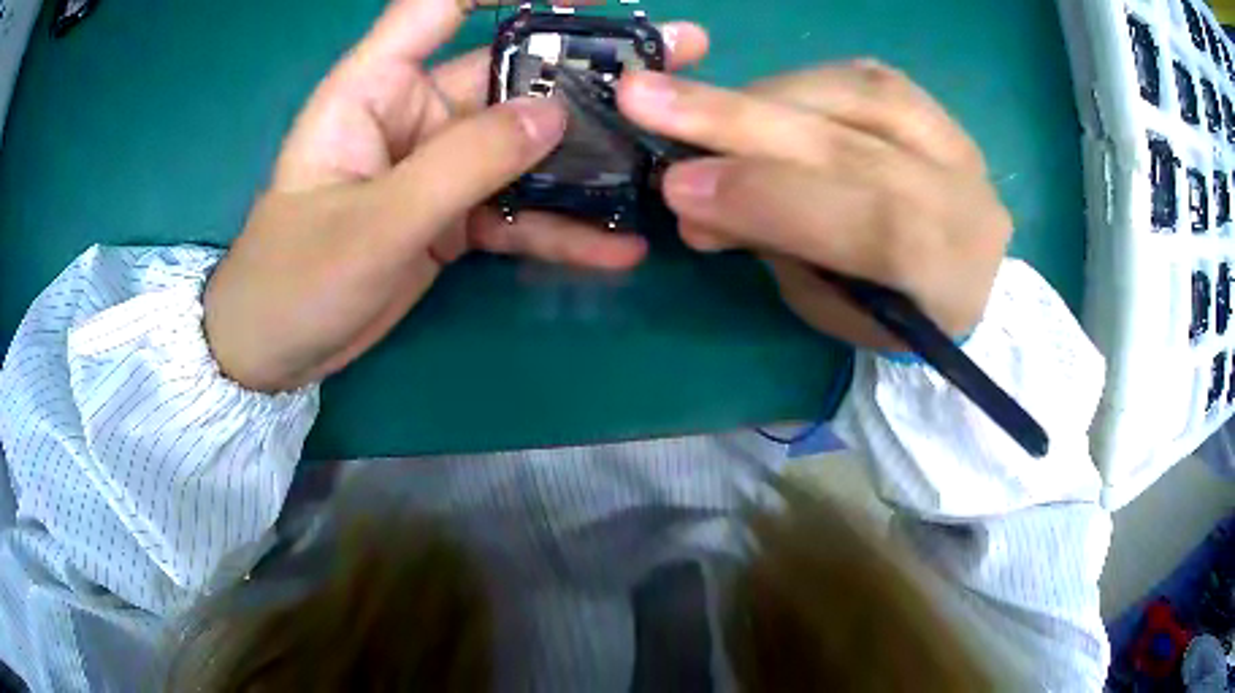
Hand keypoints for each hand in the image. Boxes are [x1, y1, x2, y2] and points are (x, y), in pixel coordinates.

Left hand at [204, 0, 707, 391]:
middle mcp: (414, 113)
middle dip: (589, 67)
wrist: (276, 349)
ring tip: (665, 149)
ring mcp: (438, 166)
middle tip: (674, 53)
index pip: (439, 5)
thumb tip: (553, 116)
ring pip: (525, 144)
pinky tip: (616, 247)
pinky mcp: (452, 216)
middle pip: (509, 73)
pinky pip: (515, 211)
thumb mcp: (374, 222)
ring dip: (592, 150)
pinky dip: (561, 228)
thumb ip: (462, 165)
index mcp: (375, 88)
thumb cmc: (295, 278)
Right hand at [617, 62, 1011, 349]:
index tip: (679, 185)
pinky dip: (796, 81)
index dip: (771, 197)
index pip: (868, 223)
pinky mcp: (935, 107)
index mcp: (948, 273)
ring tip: (697, 108)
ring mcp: (956, 141)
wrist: (965, 278)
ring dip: (761, 95)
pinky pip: (860, 74)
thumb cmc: (892, 313)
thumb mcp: (832, 308)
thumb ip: (774, 248)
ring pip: (856, 93)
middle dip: (740, 121)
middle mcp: (963, 196)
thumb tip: (695, 197)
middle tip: (645, 97)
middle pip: (854, 144)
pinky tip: (756, 97)